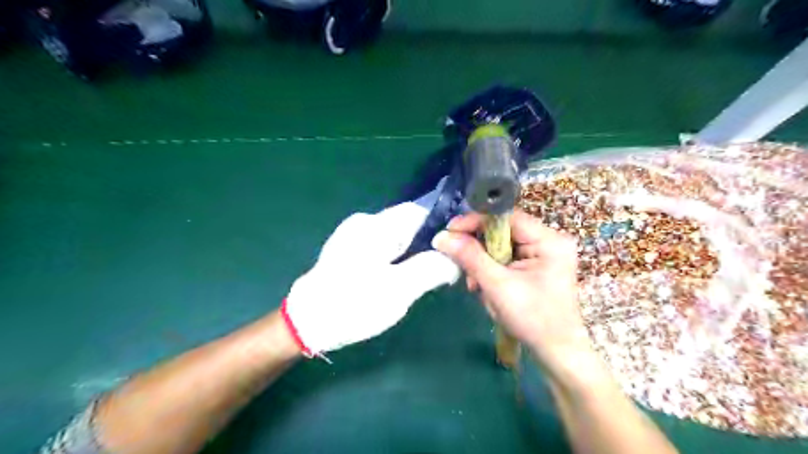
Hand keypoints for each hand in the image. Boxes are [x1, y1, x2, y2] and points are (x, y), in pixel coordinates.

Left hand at [284, 186, 459, 356]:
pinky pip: (382, 247)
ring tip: (419, 279)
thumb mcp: (399, 290)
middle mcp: (363, 223)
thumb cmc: (353, 304)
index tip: (453, 251)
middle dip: (426, 245)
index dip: (440, 228)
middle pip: (407, 225)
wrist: (306, 323)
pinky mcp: (348, 250)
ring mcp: (353, 236)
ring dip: (411, 254)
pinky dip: (396, 259)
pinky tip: (396, 280)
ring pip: (395, 237)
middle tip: (438, 271)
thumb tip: (454, 259)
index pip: (418, 211)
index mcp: (375, 226)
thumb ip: (431, 269)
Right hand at [436, 211, 588, 362]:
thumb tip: (441, 236)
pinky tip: (485, 289)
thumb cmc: (533, 319)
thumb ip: (470, 257)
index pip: (506, 217)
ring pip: (501, 246)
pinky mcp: (536, 268)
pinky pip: (506, 259)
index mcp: (548, 240)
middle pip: (502, 231)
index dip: (476, 221)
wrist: (557, 354)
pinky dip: (492, 271)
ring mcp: (543, 255)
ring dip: (483, 264)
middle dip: (479, 249)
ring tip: (476, 286)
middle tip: (460, 263)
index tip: (450, 231)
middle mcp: (548, 241)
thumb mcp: (497, 285)